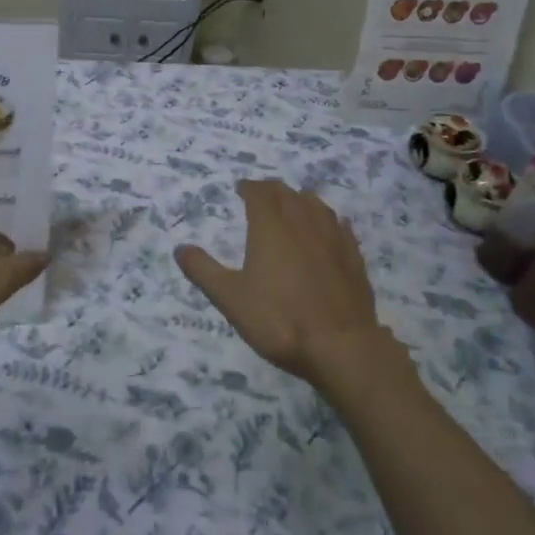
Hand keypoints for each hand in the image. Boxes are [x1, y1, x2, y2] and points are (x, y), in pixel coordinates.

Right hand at [175, 179, 393, 385]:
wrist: (340, 346)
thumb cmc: (278, 319)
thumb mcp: (230, 298)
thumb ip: (203, 271)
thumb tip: (180, 249)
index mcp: (271, 228)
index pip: (259, 194)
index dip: (249, 188)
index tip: (241, 188)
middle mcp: (303, 224)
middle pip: (288, 194)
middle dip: (273, 190)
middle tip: (262, 194)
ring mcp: (333, 239)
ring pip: (317, 205)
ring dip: (301, 200)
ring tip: (294, 204)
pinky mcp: (353, 258)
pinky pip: (341, 227)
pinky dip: (329, 221)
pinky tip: (330, 228)